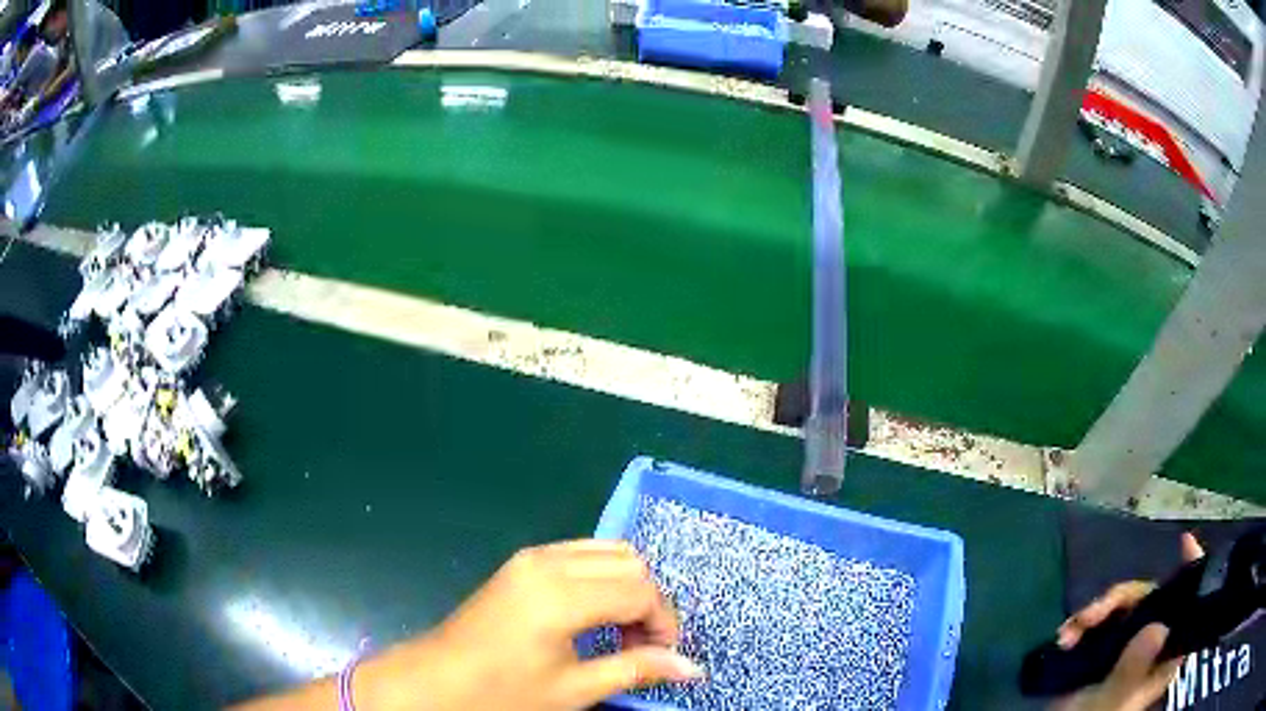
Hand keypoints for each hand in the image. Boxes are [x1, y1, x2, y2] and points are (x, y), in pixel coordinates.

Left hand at [355, 540, 702, 710]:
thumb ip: (636, 670)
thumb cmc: (502, 693)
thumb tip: (694, 669)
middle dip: (649, 602)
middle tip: (640, 646)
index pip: (642, 591)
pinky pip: (579, 554)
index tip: (664, 657)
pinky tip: (592, 614)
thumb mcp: (574, 690)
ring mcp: (532, 557)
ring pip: (607, 552)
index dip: (665, 623)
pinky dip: (601, 577)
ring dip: (627, 587)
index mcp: (562, 594)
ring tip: (619, 632)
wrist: (434, 681)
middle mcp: (550, 562)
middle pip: (630, 563)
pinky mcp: (520, 563)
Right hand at [1049, 533, 1204, 710]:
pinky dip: (1083, 623)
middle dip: (1117, 600)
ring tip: (1068, 633)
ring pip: (1123, 607)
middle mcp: (1153, 644)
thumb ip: (1133, 669)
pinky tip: (1064, 635)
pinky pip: (1102, 621)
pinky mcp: (1106, 651)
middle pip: (1149, 600)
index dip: (1190, 572)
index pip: (1186, 608)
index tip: (1184, 542)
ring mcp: (1129, 647)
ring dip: (1094, 612)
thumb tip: (1158, 627)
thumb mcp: (1111, 701)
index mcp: (1163, 657)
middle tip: (1089, 616)